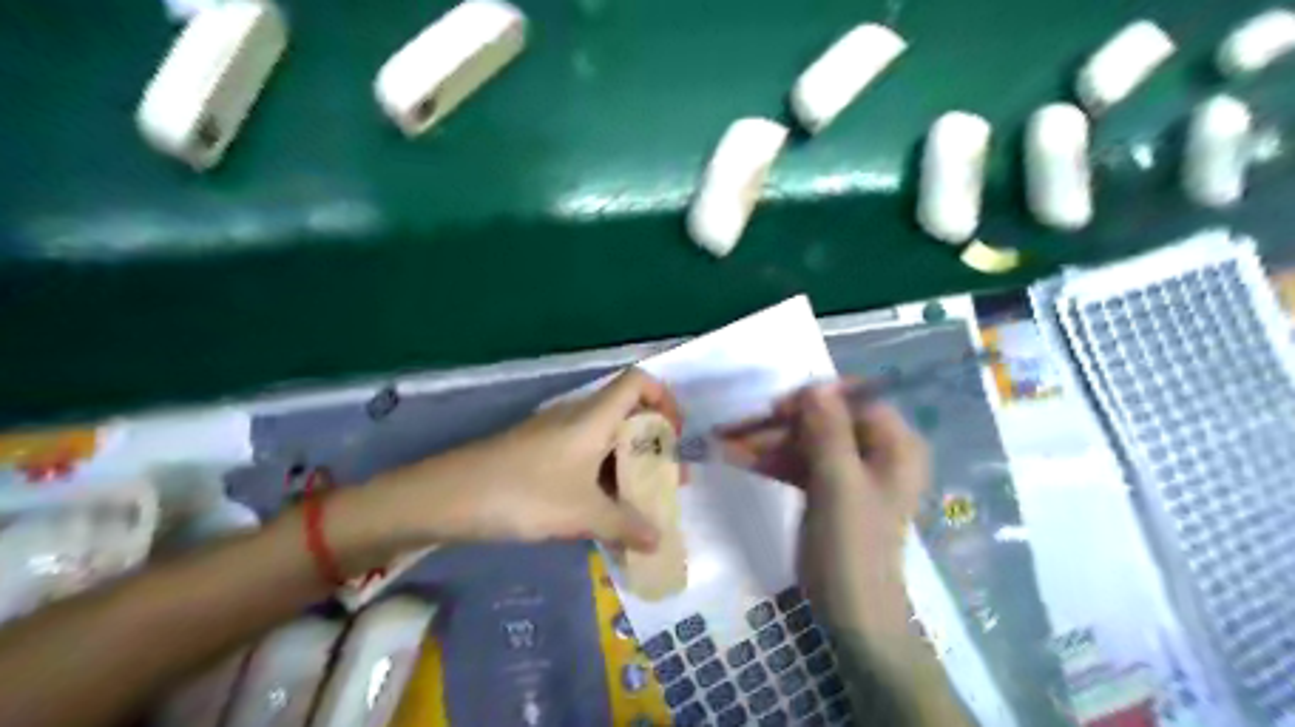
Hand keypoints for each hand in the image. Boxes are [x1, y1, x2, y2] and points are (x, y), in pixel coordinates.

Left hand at [389, 368, 681, 549]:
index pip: (639, 382)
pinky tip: (603, 507)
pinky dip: (603, 474)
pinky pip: (584, 454)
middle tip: (668, 479)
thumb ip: (625, 525)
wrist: (449, 496)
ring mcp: (556, 433)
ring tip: (642, 500)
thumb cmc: (525, 493)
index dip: (664, 399)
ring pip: (605, 438)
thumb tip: (659, 541)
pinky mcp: (539, 452)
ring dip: (628, 463)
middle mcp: (579, 416)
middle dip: (653, 444)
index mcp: (594, 416)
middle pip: (627, 413)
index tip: (675, 436)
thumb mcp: (581, 513)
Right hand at [713, 386, 925, 608]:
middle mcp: (877, 452)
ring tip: (726, 442)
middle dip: (781, 424)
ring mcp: (850, 472)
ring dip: (769, 442)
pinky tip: (739, 460)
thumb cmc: (852, 546)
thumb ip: (828, 430)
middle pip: (826, 420)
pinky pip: (799, 464)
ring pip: (806, 441)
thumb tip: (815, 383)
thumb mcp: (839, 483)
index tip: (777, 407)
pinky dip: (772, 462)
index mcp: (896, 445)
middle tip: (738, 427)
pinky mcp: (828, 490)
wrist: (852, 612)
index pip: (856, 400)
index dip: (817, 397)